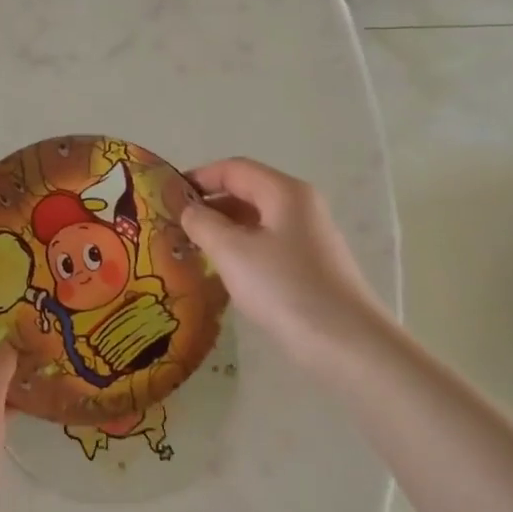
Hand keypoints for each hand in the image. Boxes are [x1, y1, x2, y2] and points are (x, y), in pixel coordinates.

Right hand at [179, 158, 393, 379]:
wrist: (346, 343)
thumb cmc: (284, 287)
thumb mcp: (232, 252)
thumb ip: (203, 223)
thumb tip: (188, 210)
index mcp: (284, 192)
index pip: (234, 169)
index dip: (198, 177)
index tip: (166, 196)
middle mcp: (300, 206)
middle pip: (246, 191)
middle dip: (208, 204)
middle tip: (173, 225)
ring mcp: (308, 236)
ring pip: (255, 220)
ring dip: (222, 228)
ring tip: (190, 248)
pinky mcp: (309, 264)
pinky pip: (266, 243)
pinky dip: (240, 248)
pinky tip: (222, 269)